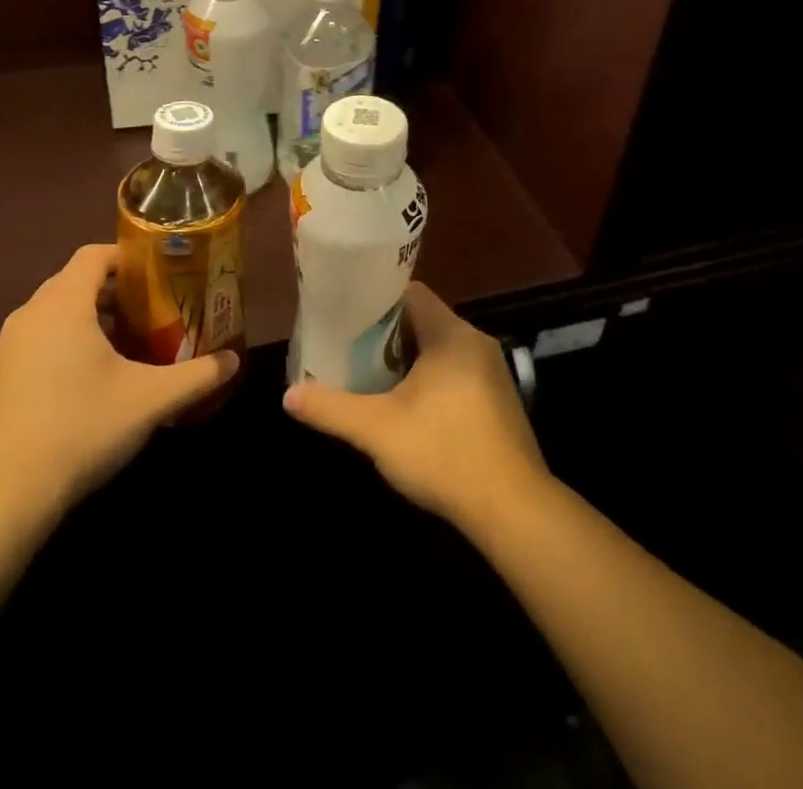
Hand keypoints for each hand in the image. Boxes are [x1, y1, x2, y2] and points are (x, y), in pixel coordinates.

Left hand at [0, 244, 238, 535]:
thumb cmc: (80, 429)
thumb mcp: (150, 401)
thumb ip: (197, 376)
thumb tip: (234, 360)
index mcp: (62, 305)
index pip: (93, 255)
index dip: (127, 256)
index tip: (159, 273)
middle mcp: (27, 316)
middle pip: (73, 283)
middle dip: (113, 292)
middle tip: (151, 311)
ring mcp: (3, 350)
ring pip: (52, 315)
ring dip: (87, 320)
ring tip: (124, 346)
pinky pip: (34, 344)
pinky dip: (62, 346)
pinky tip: (86, 384)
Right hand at [282, 282, 549, 534]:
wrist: (513, 508)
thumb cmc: (443, 452)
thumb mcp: (377, 430)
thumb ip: (331, 408)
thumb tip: (288, 395)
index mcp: (451, 333)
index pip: (410, 293)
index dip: (376, 299)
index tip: (347, 314)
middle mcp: (475, 342)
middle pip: (423, 321)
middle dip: (386, 334)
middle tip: (350, 348)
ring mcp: (492, 372)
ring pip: (439, 349)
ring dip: (408, 360)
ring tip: (371, 376)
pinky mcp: (499, 401)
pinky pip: (456, 373)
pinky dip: (430, 380)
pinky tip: (408, 407)